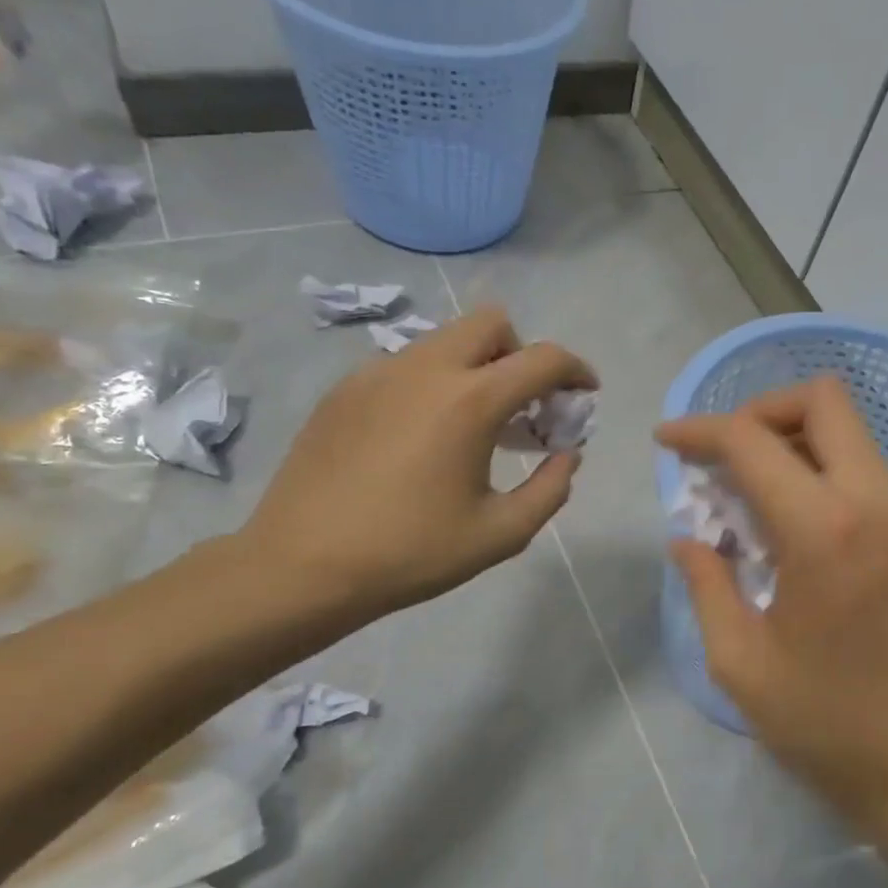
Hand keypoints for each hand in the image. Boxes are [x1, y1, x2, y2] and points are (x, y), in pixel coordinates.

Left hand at [239, 305, 594, 619]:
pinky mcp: (344, 389)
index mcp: (470, 402)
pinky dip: (434, 382)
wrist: (302, 566)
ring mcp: (377, 372)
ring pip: (444, 339)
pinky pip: (406, 363)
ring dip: (477, 366)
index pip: (543, 358)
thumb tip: (567, 455)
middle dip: (521, 353)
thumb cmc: (412, 553)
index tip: (585, 394)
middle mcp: (425, 369)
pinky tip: (423, 435)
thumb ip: (551, 489)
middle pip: (491, 321)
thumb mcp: (502, 533)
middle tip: (525, 404)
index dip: (576, 370)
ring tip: (473, 424)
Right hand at [656, 377, 887, 822]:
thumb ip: (708, 584)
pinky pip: (862, 470)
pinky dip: (818, 471)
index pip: (753, 441)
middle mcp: (875, 502)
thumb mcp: (741, 663)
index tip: (666, 444)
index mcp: (825, 530)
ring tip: (746, 494)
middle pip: (823, 400)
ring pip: (848, 431)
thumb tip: (688, 538)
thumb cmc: (828, 725)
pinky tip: (786, 525)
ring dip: (791, 441)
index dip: (700, 430)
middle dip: (760, 411)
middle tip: (721, 459)